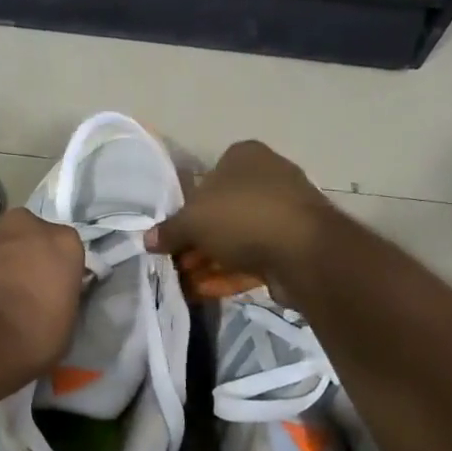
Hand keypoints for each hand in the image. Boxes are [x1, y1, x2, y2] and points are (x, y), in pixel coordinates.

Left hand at [0, 209, 85, 380]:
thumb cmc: (28, 339)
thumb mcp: (66, 324)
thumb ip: (61, 295)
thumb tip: (51, 293)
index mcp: (62, 242)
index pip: (65, 250)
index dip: (57, 271)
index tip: (51, 291)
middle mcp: (24, 225)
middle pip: (28, 234)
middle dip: (24, 254)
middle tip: (18, 287)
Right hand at [146, 140, 335, 286]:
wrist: (304, 252)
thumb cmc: (242, 218)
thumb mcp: (192, 222)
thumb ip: (168, 231)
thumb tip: (147, 240)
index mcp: (244, 157)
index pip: (206, 177)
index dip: (185, 208)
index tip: (172, 234)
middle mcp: (267, 177)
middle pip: (221, 212)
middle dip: (197, 242)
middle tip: (176, 264)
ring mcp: (284, 212)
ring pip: (237, 238)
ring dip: (210, 262)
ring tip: (185, 284)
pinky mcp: (294, 245)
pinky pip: (255, 258)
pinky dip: (230, 274)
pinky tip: (206, 293)